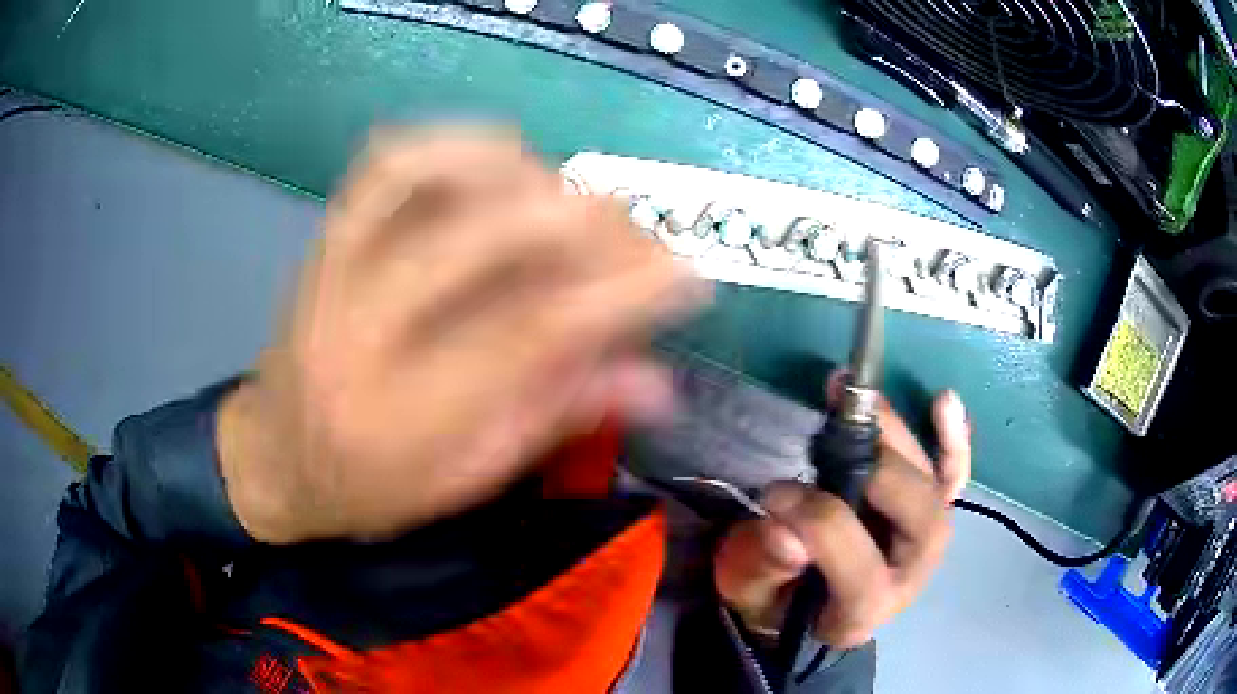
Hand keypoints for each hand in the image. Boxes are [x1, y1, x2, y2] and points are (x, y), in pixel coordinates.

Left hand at [217, 127, 704, 542]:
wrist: (272, 455)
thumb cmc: (369, 489)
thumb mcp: (465, 483)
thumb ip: (556, 420)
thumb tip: (659, 381)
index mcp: (401, 417)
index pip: (531, 335)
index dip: (622, 295)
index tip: (688, 277)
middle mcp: (360, 330)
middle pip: (484, 240)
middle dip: (588, 224)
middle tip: (641, 236)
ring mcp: (333, 268)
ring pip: (430, 177)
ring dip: (524, 171)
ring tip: (575, 199)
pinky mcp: (324, 235)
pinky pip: (388, 162)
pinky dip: (455, 143)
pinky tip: (503, 160)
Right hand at [714, 379, 970, 648]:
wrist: (804, 600)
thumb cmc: (774, 598)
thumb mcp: (749, 592)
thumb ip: (764, 566)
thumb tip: (785, 529)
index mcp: (861, 612)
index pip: (862, 573)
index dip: (822, 526)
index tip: (774, 494)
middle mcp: (909, 576)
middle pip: (922, 523)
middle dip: (882, 473)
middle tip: (833, 437)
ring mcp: (925, 542)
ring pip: (935, 488)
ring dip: (903, 439)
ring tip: (860, 400)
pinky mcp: (928, 511)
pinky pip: (953, 475)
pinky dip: (953, 440)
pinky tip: (944, 401)